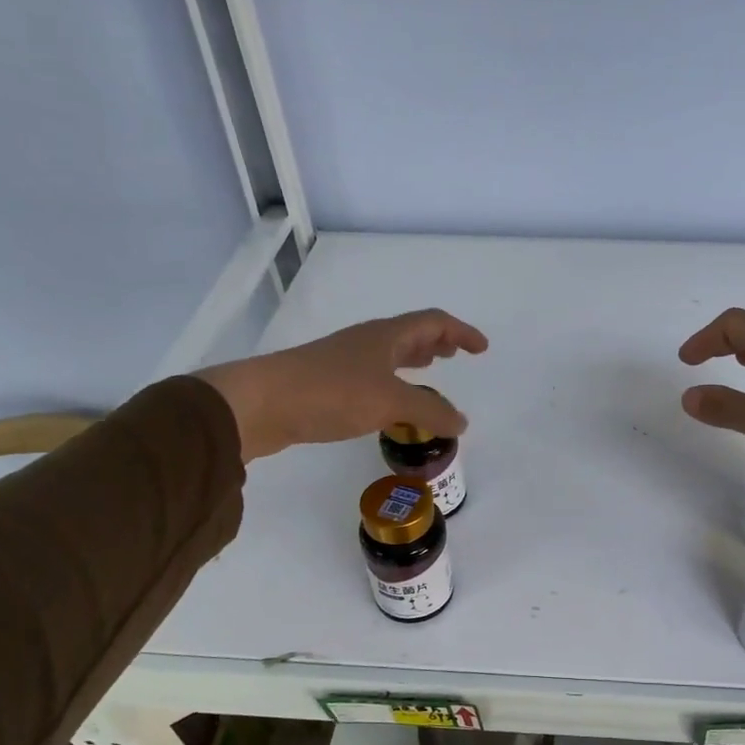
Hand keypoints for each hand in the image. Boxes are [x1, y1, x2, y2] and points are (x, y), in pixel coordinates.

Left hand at [196, 310, 488, 460]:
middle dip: (438, 342)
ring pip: (390, 354)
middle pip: (410, 333)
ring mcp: (345, 361)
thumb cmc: (331, 392)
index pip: (433, 322)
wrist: (261, 403)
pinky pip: (374, 375)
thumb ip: (430, 411)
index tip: (482, 348)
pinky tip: (391, 402)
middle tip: (456, 355)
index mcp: (386, 336)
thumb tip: (462, 421)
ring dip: (415, 360)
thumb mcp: (390, 402)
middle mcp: (367, 342)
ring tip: (430, 371)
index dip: (461, 332)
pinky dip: (394, 382)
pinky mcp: (328, 384)